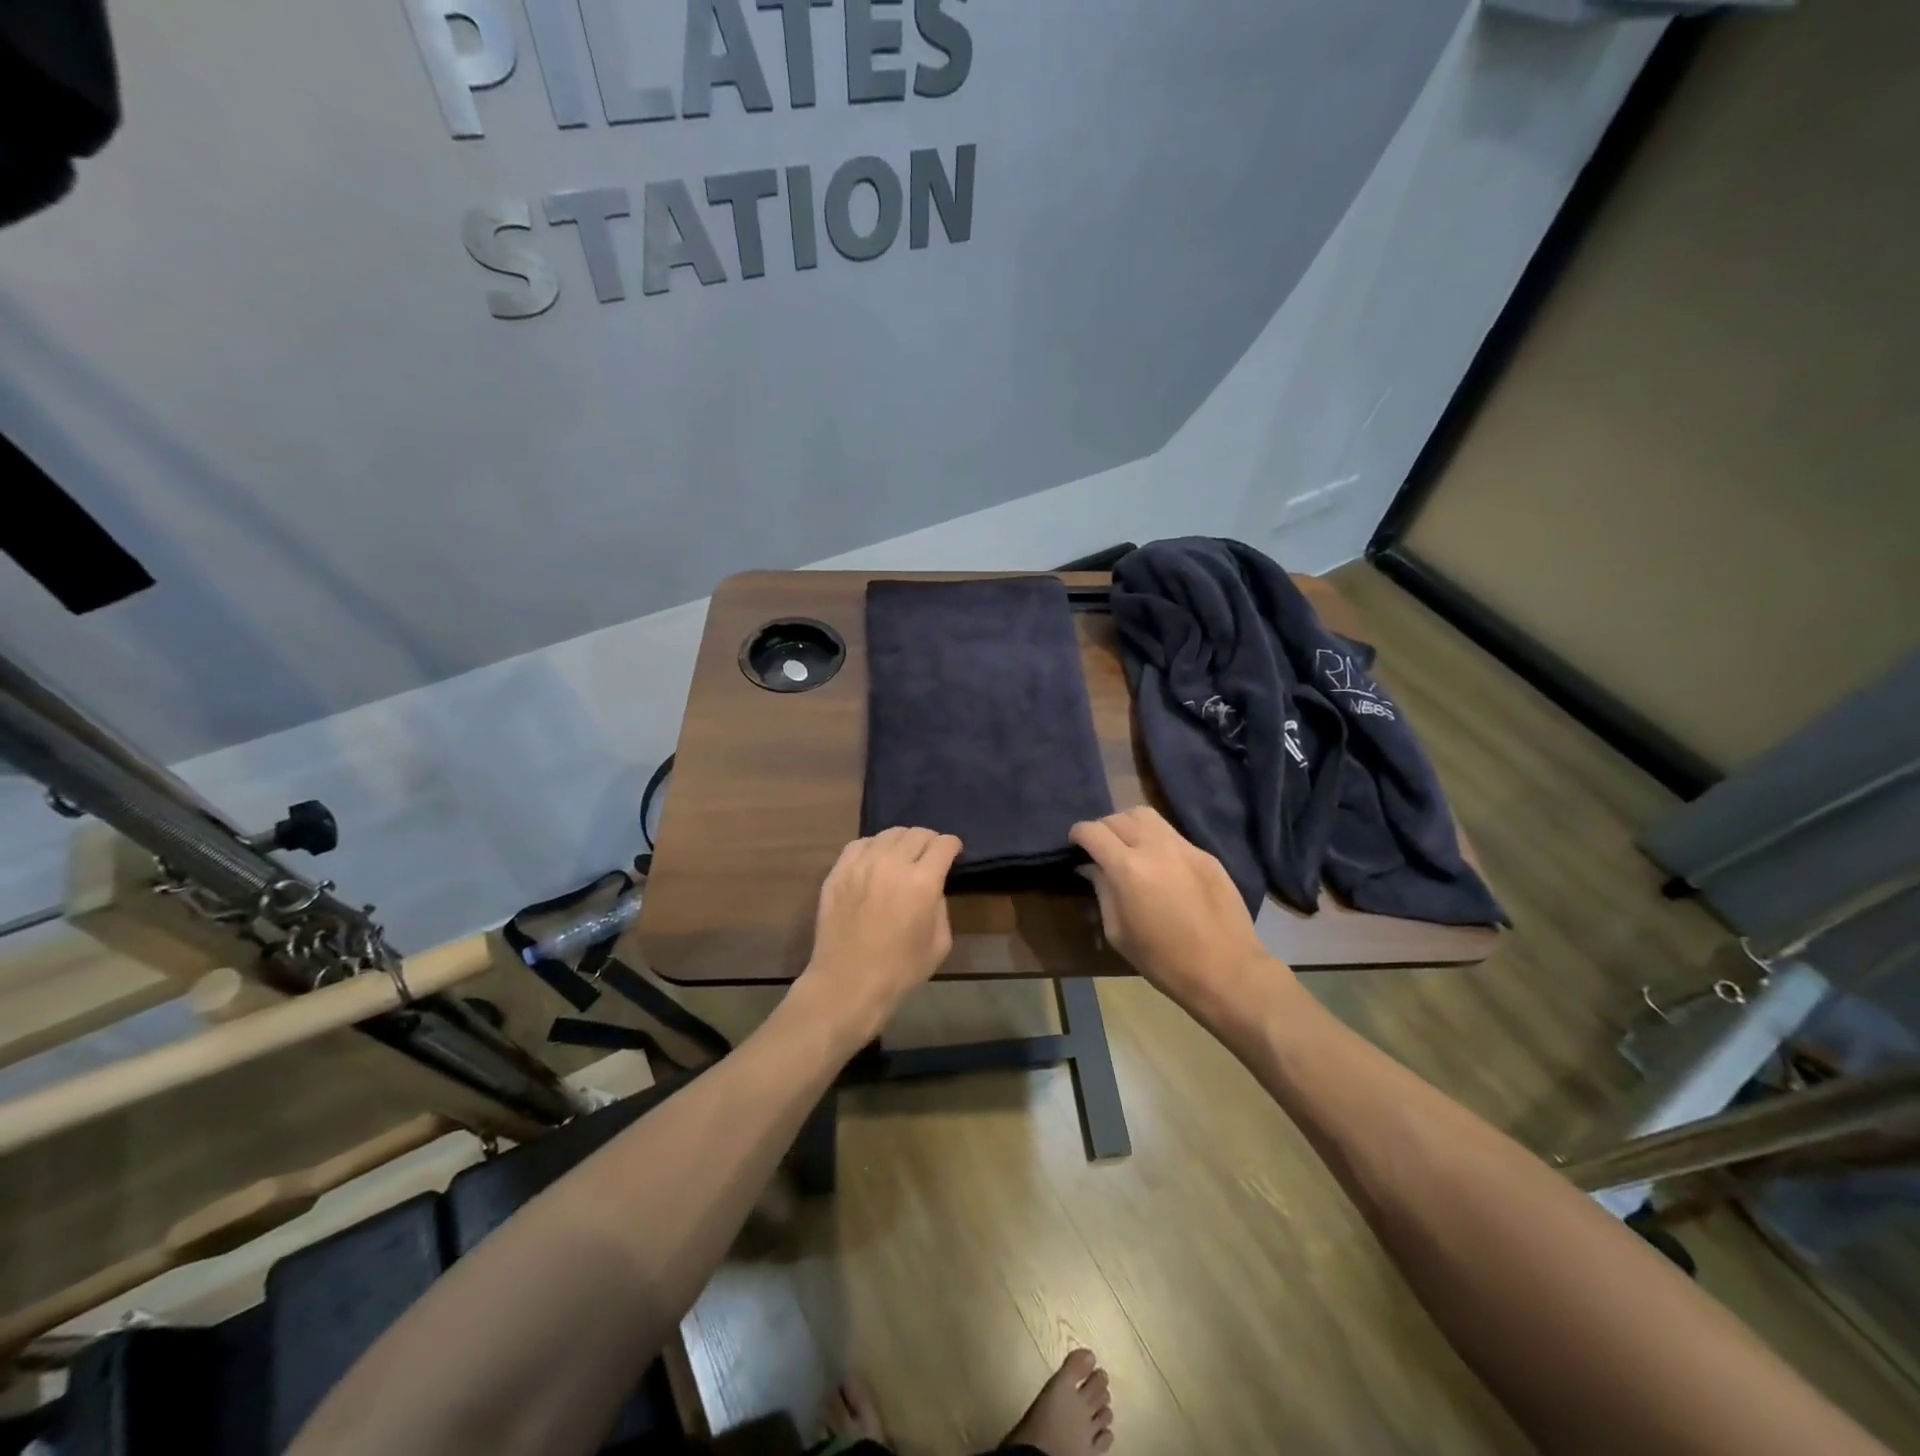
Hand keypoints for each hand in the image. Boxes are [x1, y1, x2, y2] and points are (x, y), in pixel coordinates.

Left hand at [798, 826, 962, 1043]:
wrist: (848, 984)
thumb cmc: (900, 971)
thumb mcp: (939, 943)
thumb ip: (941, 906)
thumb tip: (932, 888)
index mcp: (922, 882)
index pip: (943, 844)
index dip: (953, 845)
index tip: (953, 852)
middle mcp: (892, 864)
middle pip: (916, 833)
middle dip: (929, 840)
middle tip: (930, 854)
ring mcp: (861, 865)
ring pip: (887, 834)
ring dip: (902, 841)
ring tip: (902, 854)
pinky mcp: (838, 872)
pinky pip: (859, 844)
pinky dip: (873, 846)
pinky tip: (875, 859)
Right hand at [1069, 806, 1288, 1023]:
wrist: (1225, 970)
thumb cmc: (1163, 960)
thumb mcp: (1118, 931)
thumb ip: (1102, 891)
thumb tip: (1091, 867)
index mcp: (1128, 868)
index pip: (1093, 831)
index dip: (1078, 834)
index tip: (1075, 845)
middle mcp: (1154, 847)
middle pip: (1118, 817)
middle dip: (1102, 829)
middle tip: (1100, 849)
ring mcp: (1183, 847)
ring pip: (1146, 815)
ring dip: (1129, 825)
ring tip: (1127, 846)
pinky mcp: (1205, 854)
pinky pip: (1171, 833)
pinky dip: (1155, 839)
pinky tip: (1159, 863)